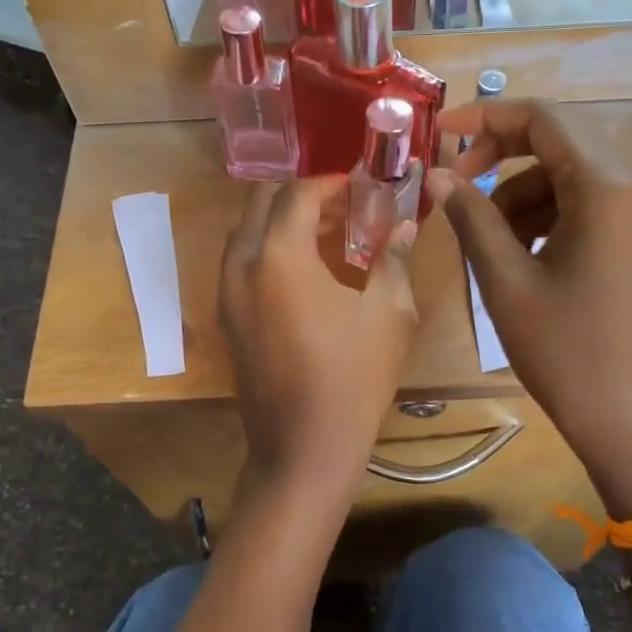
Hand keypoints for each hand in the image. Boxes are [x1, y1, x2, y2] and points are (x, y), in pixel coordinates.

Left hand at [220, 177, 419, 504]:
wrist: (304, 448)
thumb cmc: (354, 378)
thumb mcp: (388, 314)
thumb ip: (394, 259)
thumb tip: (405, 226)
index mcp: (280, 257)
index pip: (298, 194)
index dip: (331, 183)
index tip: (360, 188)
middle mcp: (242, 265)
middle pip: (261, 202)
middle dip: (301, 195)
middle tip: (343, 207)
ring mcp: (226, 293)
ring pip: (247, 231)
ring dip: (283, 221)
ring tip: (330, 235)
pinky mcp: (227, 318)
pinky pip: (242, 263)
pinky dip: (269, 249)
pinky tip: (307, 271)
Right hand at [427, 101, 631, 515]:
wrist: (630, 417)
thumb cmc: (565, 349)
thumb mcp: (506, 279)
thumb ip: (471, 216)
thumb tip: (436, 174)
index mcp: (605, 186)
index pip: (541, 119)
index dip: (484, 118)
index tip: (438, 135)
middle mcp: (631, 187)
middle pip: (555, 143)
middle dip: (499, 158)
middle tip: (454, 189)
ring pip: (564, 178)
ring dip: (517, 196)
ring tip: (485, 243)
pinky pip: (582, 206)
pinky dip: (543, 218)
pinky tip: (518, 257)